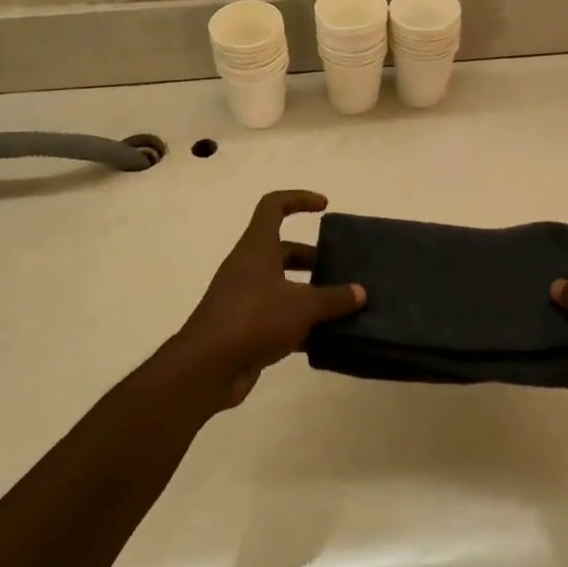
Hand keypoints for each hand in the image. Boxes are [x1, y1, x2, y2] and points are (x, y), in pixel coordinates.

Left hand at [170, 190, 364, 408]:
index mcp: (257, 247)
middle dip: (312, 257)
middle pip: (281, 249)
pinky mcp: (243, 327)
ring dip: (308, 292)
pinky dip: (298, 323)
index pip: (273, 206)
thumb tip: (360, 292)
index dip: (298, 199)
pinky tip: (323, 338)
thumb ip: (333, 298)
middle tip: (339, 269)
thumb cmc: (254, 319)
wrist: (207, 367)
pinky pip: (276, 316)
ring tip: (340, 306)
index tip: (324, 206)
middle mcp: (248, 267)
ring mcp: (243, 297)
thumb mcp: (302, 306)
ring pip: (281, 285)